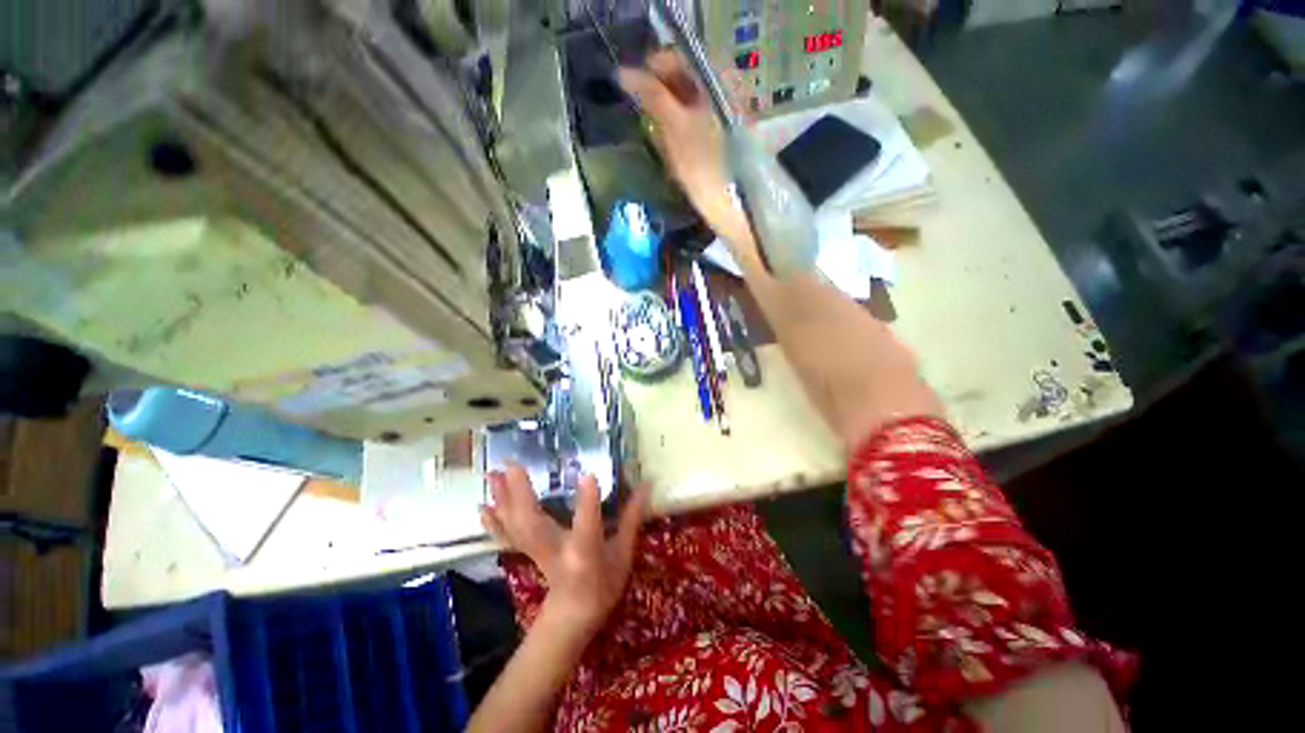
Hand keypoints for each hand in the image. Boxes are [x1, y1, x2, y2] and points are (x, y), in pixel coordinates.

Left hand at [480, 464, 649, 632]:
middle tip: (511, 465)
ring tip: (491, 475)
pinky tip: (482, 504)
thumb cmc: (603, 584)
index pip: (588, 527)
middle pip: (534, 526)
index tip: (588, 475)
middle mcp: (557, 552)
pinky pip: (507, 535)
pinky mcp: (527, 551)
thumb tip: (646, 483)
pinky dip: (493, 520)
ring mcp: (537, 552)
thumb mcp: (623, 554)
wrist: (574, 616)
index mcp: (585, 554)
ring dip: (502, 500)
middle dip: (520, 495)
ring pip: (515, 527)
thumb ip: (632, 518)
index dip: (587, 503)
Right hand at [619, 51, 748, 242]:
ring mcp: (718, 118)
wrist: (731, 208)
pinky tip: (668, 148)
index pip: (678, 58)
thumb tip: (622, 73)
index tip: (630, 86)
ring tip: (653, 132)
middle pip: (681, 80)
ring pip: (683, 104)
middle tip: (640, 112)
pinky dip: (675, 131)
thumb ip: (652, 96)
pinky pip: (689, 125)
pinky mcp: (715, 141)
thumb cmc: (704, 167)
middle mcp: (719, 93)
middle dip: (657, 93)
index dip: (652, 67)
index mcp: (715, 83)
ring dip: (664, 114)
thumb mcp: (676, 128)